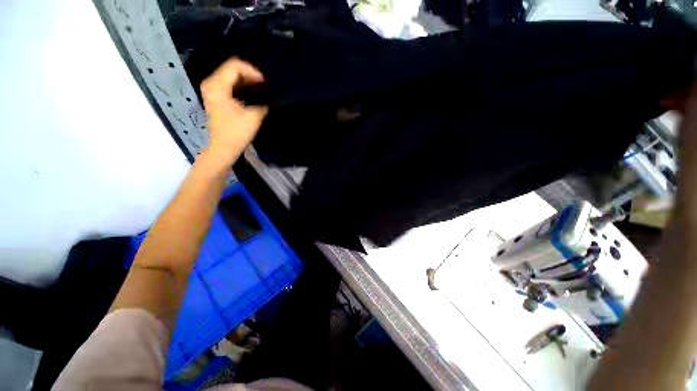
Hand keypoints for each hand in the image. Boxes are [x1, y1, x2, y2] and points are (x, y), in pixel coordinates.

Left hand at [200, 58, 267, 164]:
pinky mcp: (215, 97)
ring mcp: (212, 90)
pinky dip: (241, 86)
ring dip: (246, 81)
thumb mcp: (253, 116)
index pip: (234, 65)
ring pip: (231, 76)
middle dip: (250, 75)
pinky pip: (229, 84)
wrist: (222, 148)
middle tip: (265, 86)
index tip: (265, 82)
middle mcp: (211, 83)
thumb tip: (269, 95)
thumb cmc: (236, 133)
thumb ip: (262, 102)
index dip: (252, 70)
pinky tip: (252, 94)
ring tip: (261, 89)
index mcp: (217, 85)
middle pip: (231, 68)